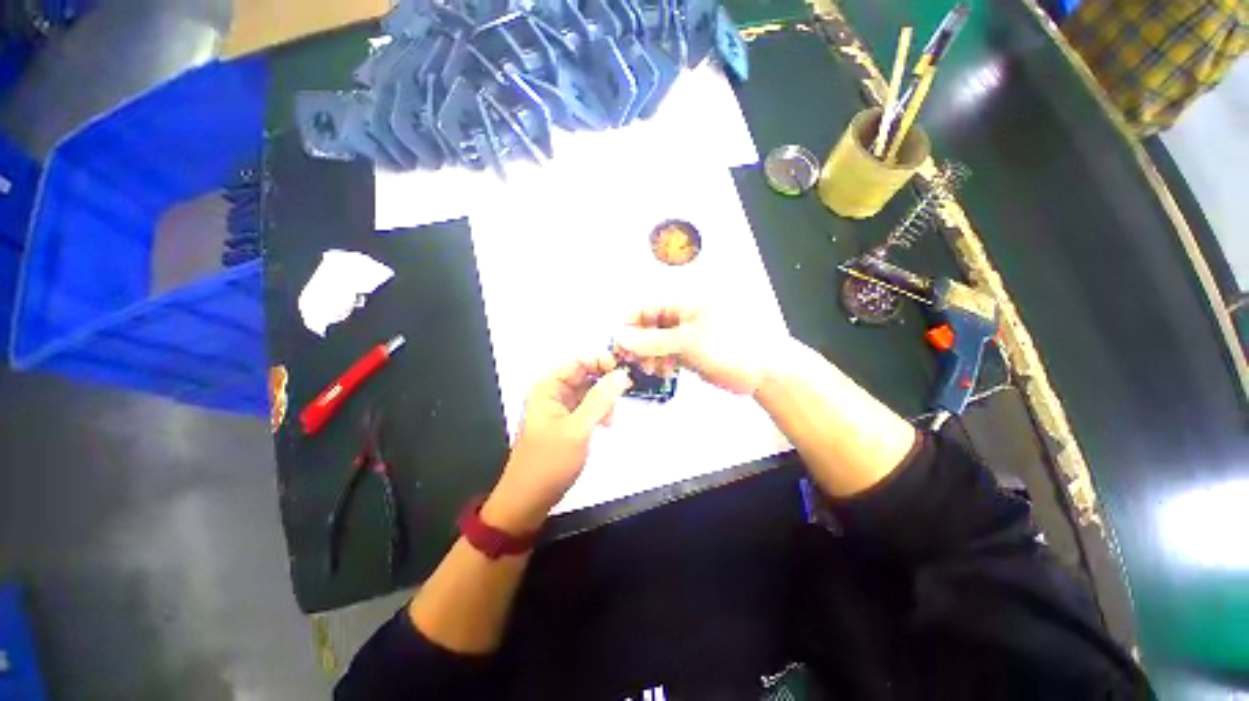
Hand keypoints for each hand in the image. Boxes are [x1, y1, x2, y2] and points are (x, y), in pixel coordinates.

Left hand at [483, 352, 631, 531]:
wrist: (529, 500)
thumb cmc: (549, 462)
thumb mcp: (578, 429)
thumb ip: (601, 399)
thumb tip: (622, 374)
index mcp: (548, 386)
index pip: (578, 359)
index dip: (601, 360)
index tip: (624, 371)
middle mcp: (553, 391)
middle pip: (584, 372)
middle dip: (605, 382)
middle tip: (624, 393)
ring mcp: (560, 406)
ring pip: (589, 390)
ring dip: (604, 399)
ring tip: (611, 418)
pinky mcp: (567, 421)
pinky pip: (587, 406)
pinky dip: (599, 411)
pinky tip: (606, 425)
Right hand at [613, 306, 773, 395]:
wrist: (761, 369)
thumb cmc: (728, 346)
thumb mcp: (687, 342)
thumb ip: (652, 340)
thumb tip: (621, 337)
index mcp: (682, 302)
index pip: (644, 307)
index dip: (628, 324)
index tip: (618, 345)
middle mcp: (681, 315)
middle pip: (647, 325)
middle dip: (637, 343)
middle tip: (631, 361)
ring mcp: (685, 334)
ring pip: (655, 342)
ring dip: (648, 355)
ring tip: (650, 369)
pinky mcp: (689, 350)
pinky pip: (666, 353)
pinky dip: (660, 362)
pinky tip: (663, 372)